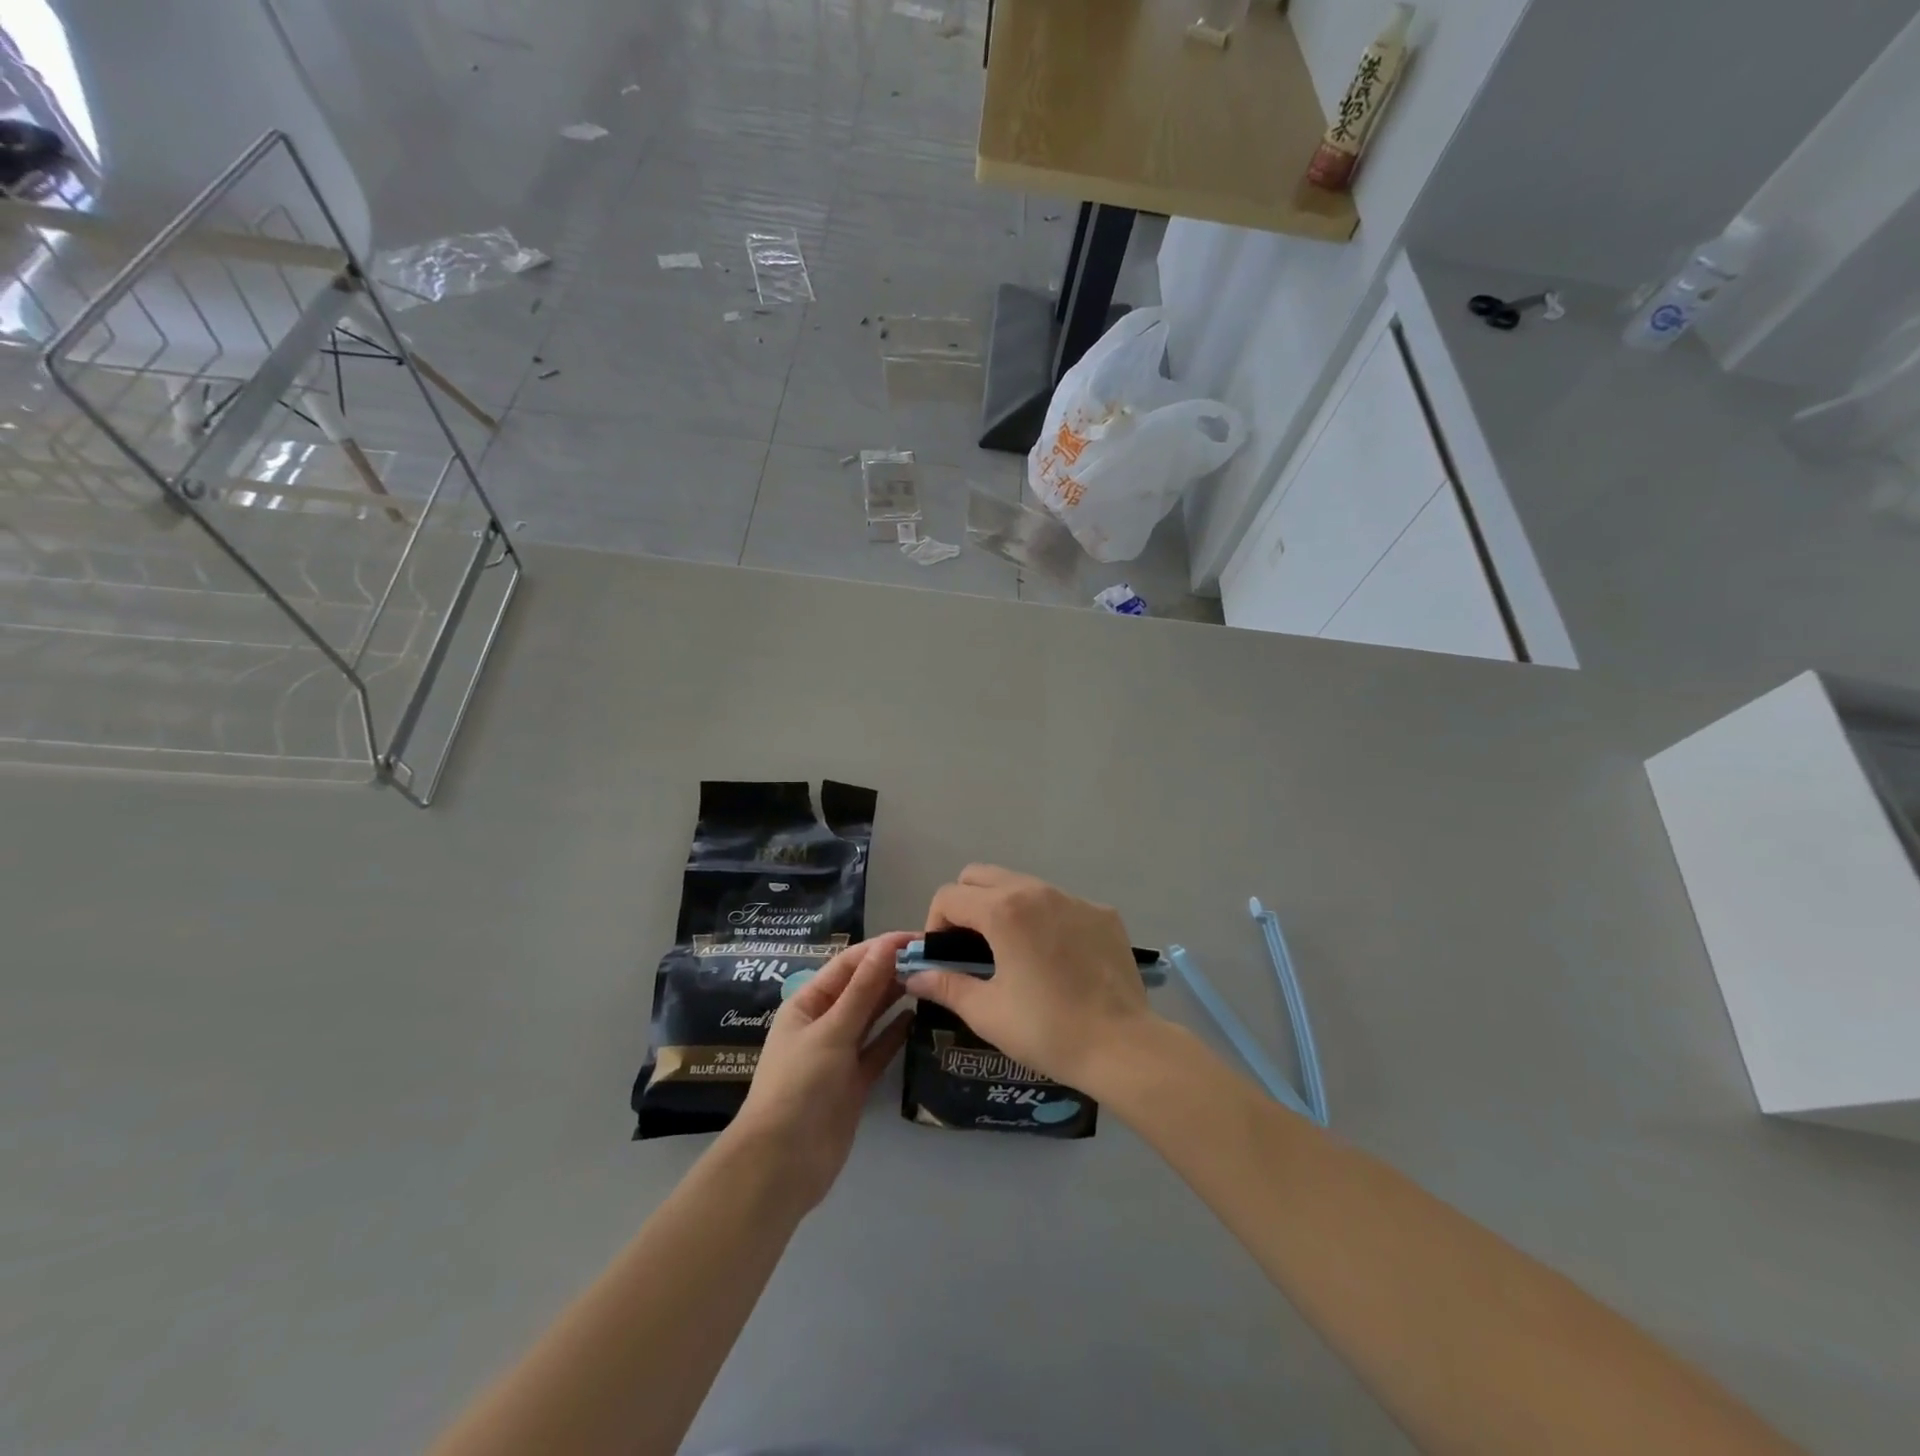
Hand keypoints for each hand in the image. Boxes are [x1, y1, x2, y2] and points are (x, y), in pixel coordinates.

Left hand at [727, 933, 914, 1211]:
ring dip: (896, 998)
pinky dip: (895, 1033)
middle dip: (892, 971)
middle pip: (861, 988)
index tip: (917, 938)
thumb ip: (863, 990)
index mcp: (807, 1003)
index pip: (848, 964)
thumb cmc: (800, 1086)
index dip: (881, 948)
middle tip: (934, 959)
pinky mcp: (855, 1082)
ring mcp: (839, 1053)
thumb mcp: (831, 1031)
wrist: (783, 1164)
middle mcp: (823, 1023)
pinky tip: (918, 1018)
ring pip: (872, 1016)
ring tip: (931, 981)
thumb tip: (887, 946)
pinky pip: (878, 1048)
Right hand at [904, 866, 1156, 1092]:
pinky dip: (1045, 920)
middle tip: (970, 946)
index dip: (935, 924)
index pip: (949, 896)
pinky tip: (1057, 960)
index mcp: (1003, 909)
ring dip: (1005, 907)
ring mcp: (1074, 898)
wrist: (1122, 1045)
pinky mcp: (1102, 913)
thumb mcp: (987, 1012)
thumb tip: (913, 976)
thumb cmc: (1046, 1029)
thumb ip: (946, 985)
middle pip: (981, 875)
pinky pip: (1060, 903)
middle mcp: (1036, 890)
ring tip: (1013, 952)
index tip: (943, 957)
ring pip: (1023, 884)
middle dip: (965, 904)